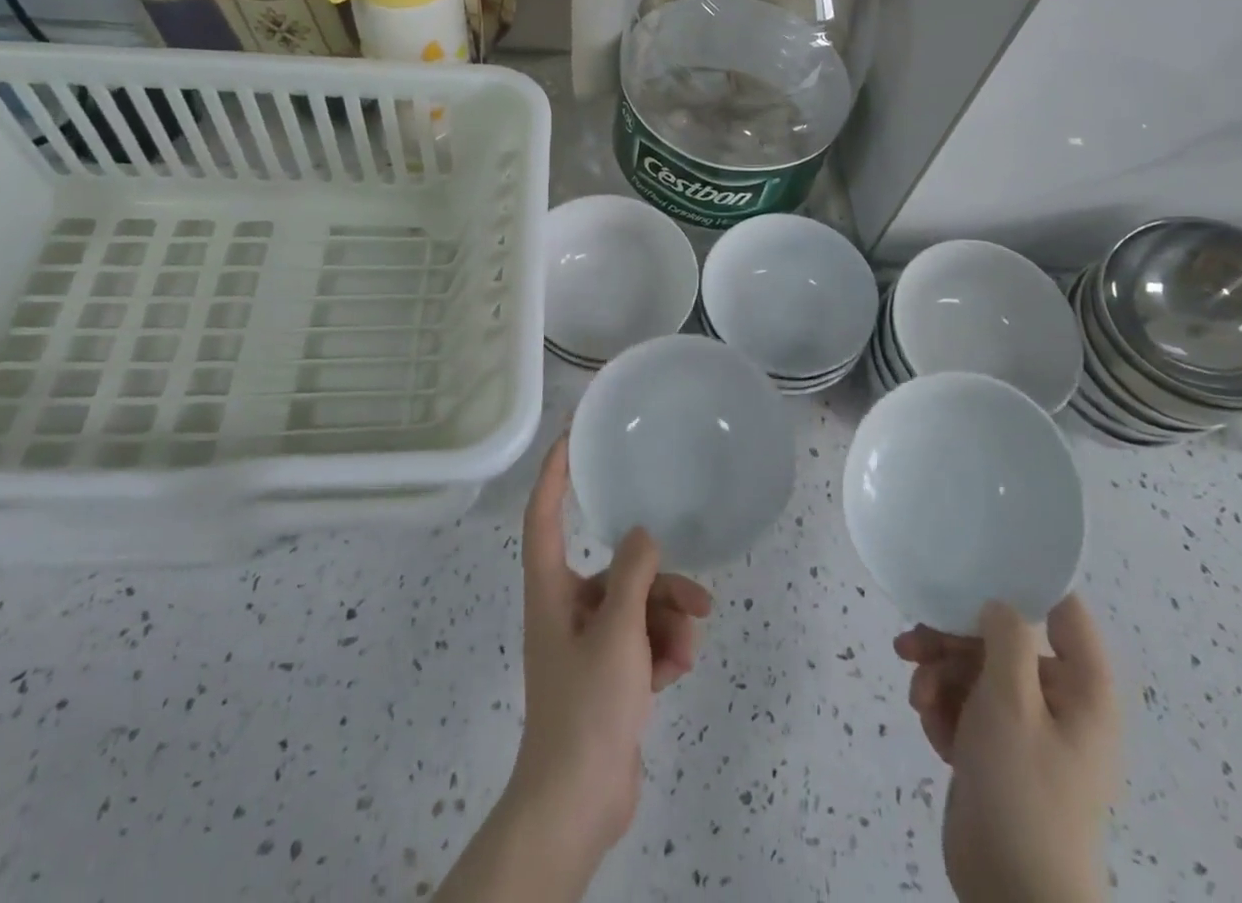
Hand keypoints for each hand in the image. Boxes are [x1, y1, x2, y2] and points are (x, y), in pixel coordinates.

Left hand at [509, 435, 712, 862]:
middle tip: (697, 599)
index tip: (571, 437)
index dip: (553, 474)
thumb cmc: (587, 707)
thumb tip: (642, 534)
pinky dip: (662, 651)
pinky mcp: (608, 674)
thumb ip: (633, 574)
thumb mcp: (617, 632)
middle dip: (658, 583)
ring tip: (688, 649)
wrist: (577, 804)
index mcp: (551, 590)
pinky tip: (677, 672)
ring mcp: (588, 643)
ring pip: (637, 608)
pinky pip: (642, 642)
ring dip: (668, 624)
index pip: (544, 516)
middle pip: (616, 572)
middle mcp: (566, 608)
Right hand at [895, 595, 1119, 902]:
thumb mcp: (1011, 702)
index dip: (1024, 584)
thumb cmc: (1023, 790)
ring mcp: (1025, 730)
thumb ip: (1006, 639)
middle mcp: (1058, 702)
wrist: (1013, 896)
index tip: (974, 567)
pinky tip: (929, 727)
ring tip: (917, 699)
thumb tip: (999, 603)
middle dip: (952, 641)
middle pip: (1001, 641)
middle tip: (911, 644)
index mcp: (1082, 689)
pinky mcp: (996, 753)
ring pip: (975, 673)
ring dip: (939, 677)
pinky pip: (966, 709)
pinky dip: (943, 711)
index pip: (1063, 611)